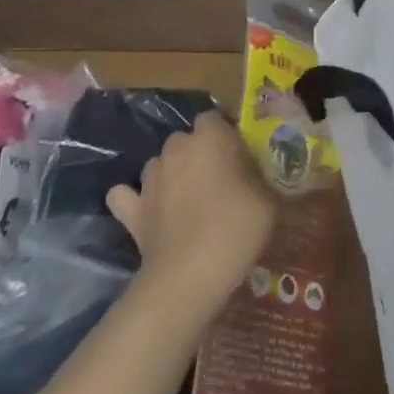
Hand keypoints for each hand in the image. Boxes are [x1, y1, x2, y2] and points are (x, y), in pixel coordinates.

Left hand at [107, 112, 277, 308]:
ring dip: (170, 174)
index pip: (213, 118)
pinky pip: (125, 196)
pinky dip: (133, 199)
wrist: (190, 275)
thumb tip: (255, 175)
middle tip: (216, 179)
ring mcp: (150, 179)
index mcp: (211, 137)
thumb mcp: (268, 198)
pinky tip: (146, 209)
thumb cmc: (237, 227)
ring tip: (186, 198)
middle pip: (184, 139)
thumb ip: (258, 176)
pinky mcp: (132, 210)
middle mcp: (177, 149)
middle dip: (196, 153)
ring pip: (158, 164)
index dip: (224, 134)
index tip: (238, 156)